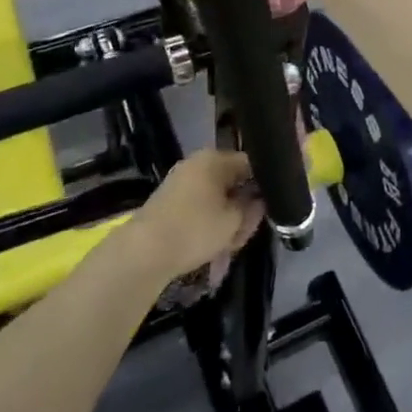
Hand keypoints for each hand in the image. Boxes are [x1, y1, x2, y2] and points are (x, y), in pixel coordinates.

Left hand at [125, 149, 263, 280]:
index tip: (269, 208)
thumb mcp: (234, 222)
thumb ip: (253, 208)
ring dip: (226, 218)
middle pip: (232, 181)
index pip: (251, 164)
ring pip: (216, 197)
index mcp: (215, 159)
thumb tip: (259, 200)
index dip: (264, 185)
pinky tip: (212, 245)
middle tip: (245, 231)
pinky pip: (199, 206)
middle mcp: (197, 163)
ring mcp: (181, 181)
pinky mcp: (170, 201)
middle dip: (242, 206)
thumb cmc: (195, 229)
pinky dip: (209, 222)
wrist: (143, 252)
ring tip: (228, 244)